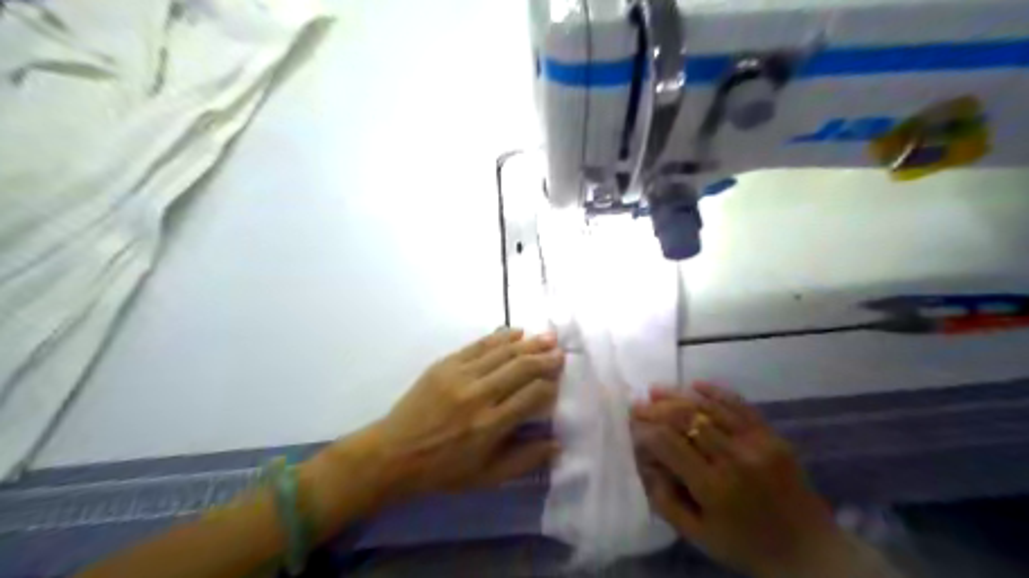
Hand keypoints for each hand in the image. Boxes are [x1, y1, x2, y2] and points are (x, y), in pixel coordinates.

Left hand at [312, 330, 560, 514]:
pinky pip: (478, 345)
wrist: (394, 453)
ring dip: (528, 343)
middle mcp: (479, 395)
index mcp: (491, 425)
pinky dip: (499, 337)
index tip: (559, 381)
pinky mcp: (445, 364)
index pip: (532, 395)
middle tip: (560, 352)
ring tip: (547, 337)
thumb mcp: (486, 477)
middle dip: (544, 358)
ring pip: (502, 352)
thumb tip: (557, 444)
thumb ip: (524, 460)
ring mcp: (460, 376)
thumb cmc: (442, 470)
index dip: (550, 385)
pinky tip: (515, 332)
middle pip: (520, 368)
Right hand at [640, 384, 848, 577]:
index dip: (644, 430)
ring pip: (709, 407)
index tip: (630, 424)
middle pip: (685, 419)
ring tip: (656, 390)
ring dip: (679, 395)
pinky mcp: (772, 435)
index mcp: (713, 488)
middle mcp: (734, 459)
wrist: (810, 551)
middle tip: (638, 404)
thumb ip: (664, 499)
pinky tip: (695, 385)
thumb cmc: (746, 546)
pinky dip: (715, 392)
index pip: (668, 443)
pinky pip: (739, 404)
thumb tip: (644, 461)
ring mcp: (756, 443)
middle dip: (656, 408)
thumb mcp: (697, 536)